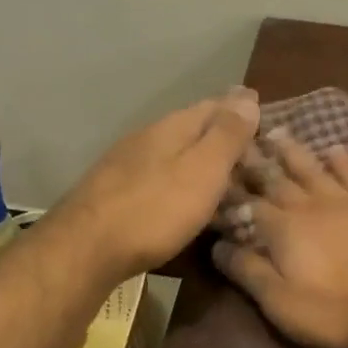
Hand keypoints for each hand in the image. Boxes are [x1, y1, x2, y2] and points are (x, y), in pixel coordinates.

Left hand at [56, 89, 261, 279]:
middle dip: (221, 130)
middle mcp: (149, 137)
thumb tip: (247, 98)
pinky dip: (182, 177)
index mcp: (173, 127)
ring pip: (175, 150)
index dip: (240, 107)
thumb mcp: (203, 170)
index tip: (261, 107)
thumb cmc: (155, 209)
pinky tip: (185, 193)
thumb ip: (226, 136)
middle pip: (193, 126)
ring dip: (200, 154)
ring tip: (225, 168)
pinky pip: (161, 174)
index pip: (214, 105)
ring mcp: (128, 164)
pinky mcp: (116, 191)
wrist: (86, 249)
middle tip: (251, 141)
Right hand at [211, 132, 347, 347]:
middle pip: (276, 179)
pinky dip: (341, 159)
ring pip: (311, 168)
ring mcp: (344, 200)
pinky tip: (333, 148)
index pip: (247, 205)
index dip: (229, 194)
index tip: (213, 177)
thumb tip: (217, 245)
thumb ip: (249, 272)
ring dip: (291, 151)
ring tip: (275, 132)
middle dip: (254, 162)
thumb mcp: (283, 303)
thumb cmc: (339, 308)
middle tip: (237, 141)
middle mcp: (308, 205)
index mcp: (282, 230)